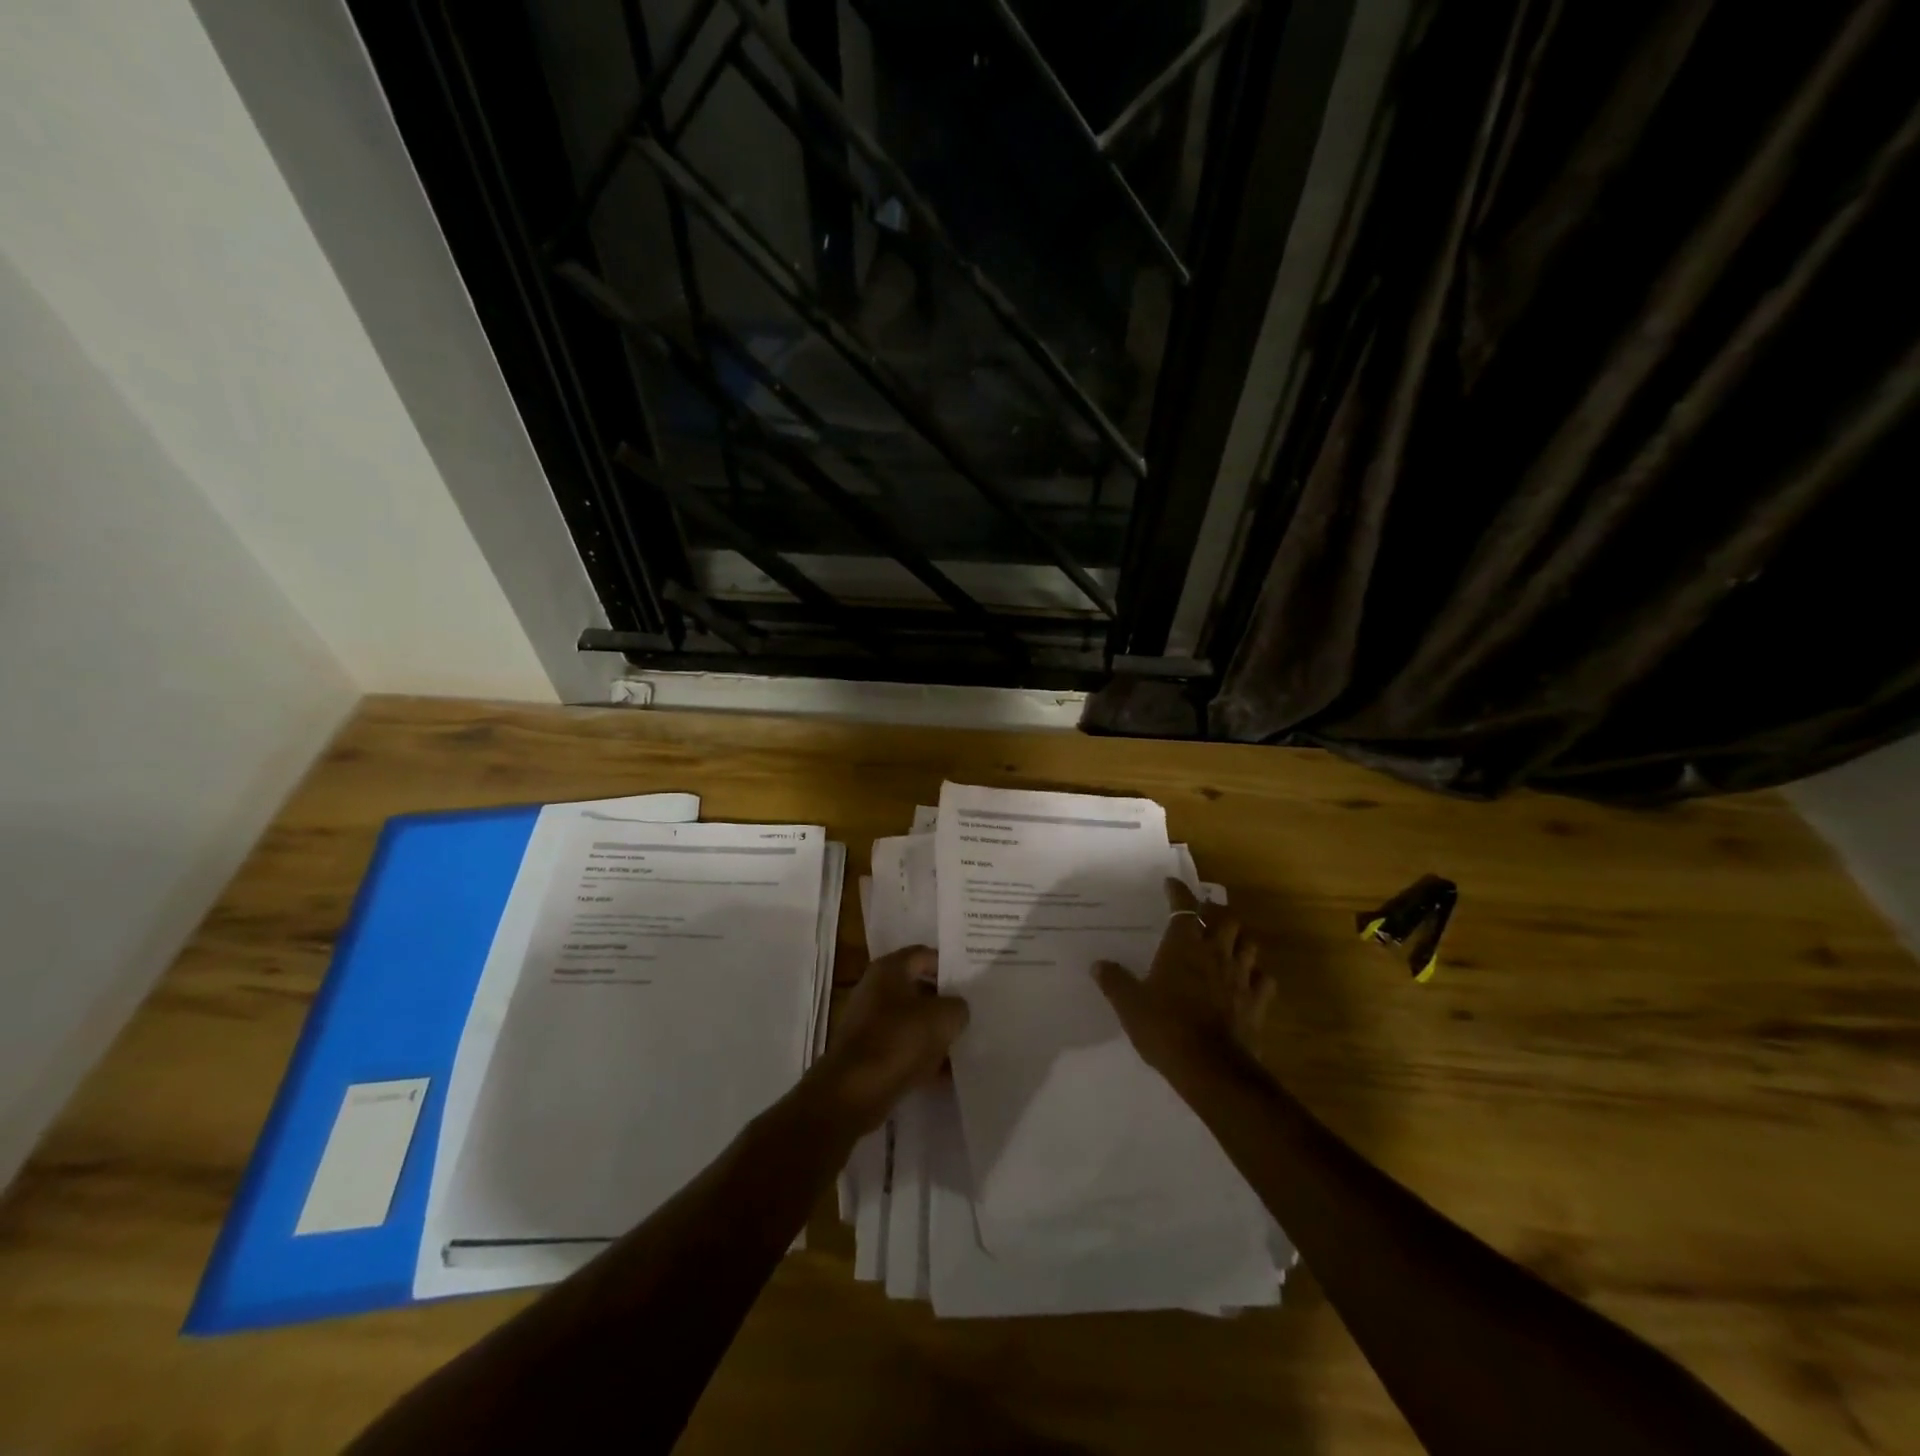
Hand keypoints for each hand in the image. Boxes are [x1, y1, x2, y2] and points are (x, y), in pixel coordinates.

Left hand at [809, 946, 968, 1134]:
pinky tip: (945, 1074)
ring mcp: (868, 1022)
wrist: (854, 1091)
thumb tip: (957, 1009)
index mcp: (889, 970)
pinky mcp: (867, 1053)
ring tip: (963, 1045)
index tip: (971, 981)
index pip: (924, 955)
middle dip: (944, 1002)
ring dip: (934, 1032)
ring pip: (911, 1020)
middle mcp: (875, 989)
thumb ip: (958, 1007)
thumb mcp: (943, 1018)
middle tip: (971, 1013)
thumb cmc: (899, 1041)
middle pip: (918, 988)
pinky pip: (902, 1047)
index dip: (949, 966)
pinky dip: (921, 1057)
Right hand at [1093, 878, 1272, 1073]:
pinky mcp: (1257, 1002)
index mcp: (1184, 946)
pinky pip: (1264, 979)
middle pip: (1226, 918)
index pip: (1184, 907)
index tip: (1171, 884)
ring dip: (1239, 938)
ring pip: (1249, 943)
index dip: (1178, 892)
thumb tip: (1098, 964)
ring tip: (1228, 941)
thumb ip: (1114, 981)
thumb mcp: (1129, 1005)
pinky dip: (1257, 973)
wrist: (1210, 1067)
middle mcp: (1215, 953)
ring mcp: (1241, 977)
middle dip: (1216, 911)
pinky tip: (1249, 978)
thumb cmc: (1165, 1027)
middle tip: (1204, 914)